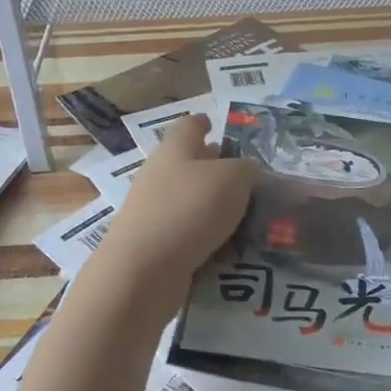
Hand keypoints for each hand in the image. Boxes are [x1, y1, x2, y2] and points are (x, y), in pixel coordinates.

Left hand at [94, 115, 254, 288]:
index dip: (201, 122)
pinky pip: (183, 229)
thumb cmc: (190, 209)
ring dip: (207, 200)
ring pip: (184, 196)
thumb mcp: (233, 179)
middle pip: (184, 161)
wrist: (144, 269)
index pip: (187, 126)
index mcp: (175, 149)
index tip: (212, 123)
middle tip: (237, 172)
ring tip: (238, 210)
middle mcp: (158, 174)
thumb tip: (245, 168)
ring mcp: (150, 210)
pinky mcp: (151, 243)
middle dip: (209, 164)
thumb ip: (245, 169)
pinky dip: (201, 231)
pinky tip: (223, 242)